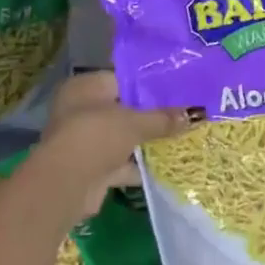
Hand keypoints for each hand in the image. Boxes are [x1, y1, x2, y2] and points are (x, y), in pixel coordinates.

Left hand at [33, 71, 194, 222]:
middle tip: (182, 113)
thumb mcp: (136, 122)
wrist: (66, 185)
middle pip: (123, 108)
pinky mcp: (89, 167)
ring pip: (121, 136)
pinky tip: (164, 164)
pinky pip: (119, 160)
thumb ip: (164, 118)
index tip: (177, 89)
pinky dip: (137, 164)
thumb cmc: (97, 136)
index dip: (149, 84)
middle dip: (150, 114)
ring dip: (144, 140)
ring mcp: (83, 139)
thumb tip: (197, 113)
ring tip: (179, 137)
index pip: (123, 79)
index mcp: (85, 87)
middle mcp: (80, 109)